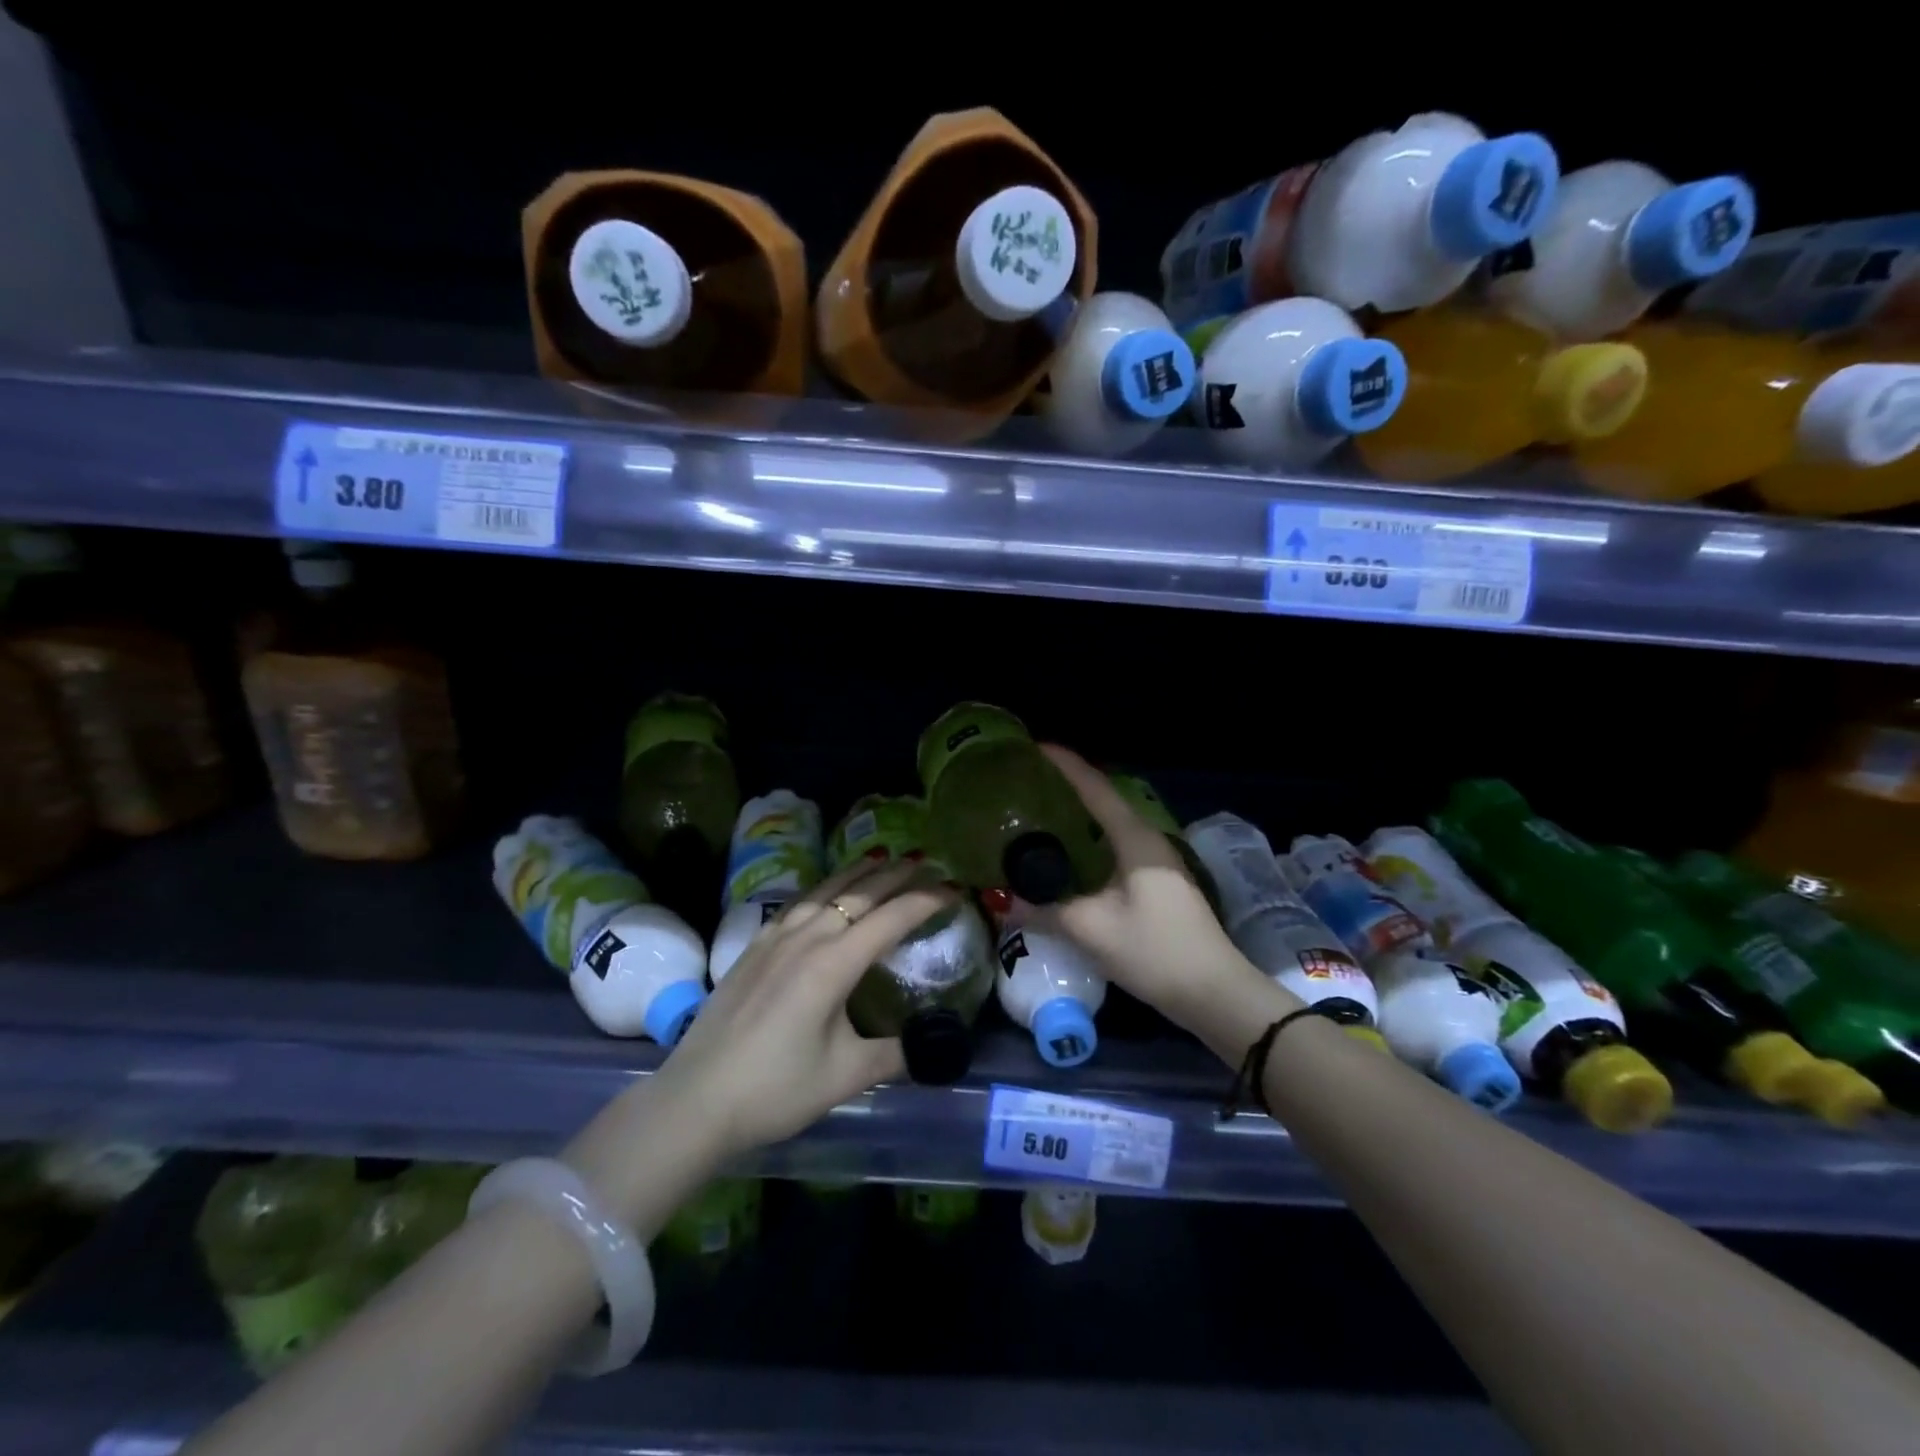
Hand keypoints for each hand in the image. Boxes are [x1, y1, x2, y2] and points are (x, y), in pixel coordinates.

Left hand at [653, 855, 955, 1160]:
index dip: (927, 900)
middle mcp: (807, 938)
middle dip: (896, 875)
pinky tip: (825, 891)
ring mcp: (776, 938)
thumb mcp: (844, 1076)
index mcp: (833, 964)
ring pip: (825, 890)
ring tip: (882, 858)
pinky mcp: (754, 946)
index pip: (891, 918)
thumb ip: (894, 1054)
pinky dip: (823, 888)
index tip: (954, 888)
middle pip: (859, 893)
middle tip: (926, 862)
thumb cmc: (775, 1089)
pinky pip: (798, 903)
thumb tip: (932, 1046)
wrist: (696, 1099)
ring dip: (859, 873)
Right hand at [1019, 746, 1265, 1033]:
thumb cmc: (1155, 951)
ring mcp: (1156, 862)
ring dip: (1078, 817)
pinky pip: (1115, 847)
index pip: (1095, 788)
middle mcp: (1148, 840)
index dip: (1066, 765)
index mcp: (1135, 839)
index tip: (1035, 746)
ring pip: (1110, 826)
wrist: (1214, 992)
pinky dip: (1088, 842)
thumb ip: (1045, 910)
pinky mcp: (1157, 883)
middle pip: (1103, 801)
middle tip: (1028, 784)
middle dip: (1067, 788)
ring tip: (1040, 815)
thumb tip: (1004, 900)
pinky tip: (1067, 858)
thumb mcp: (1092, 930)